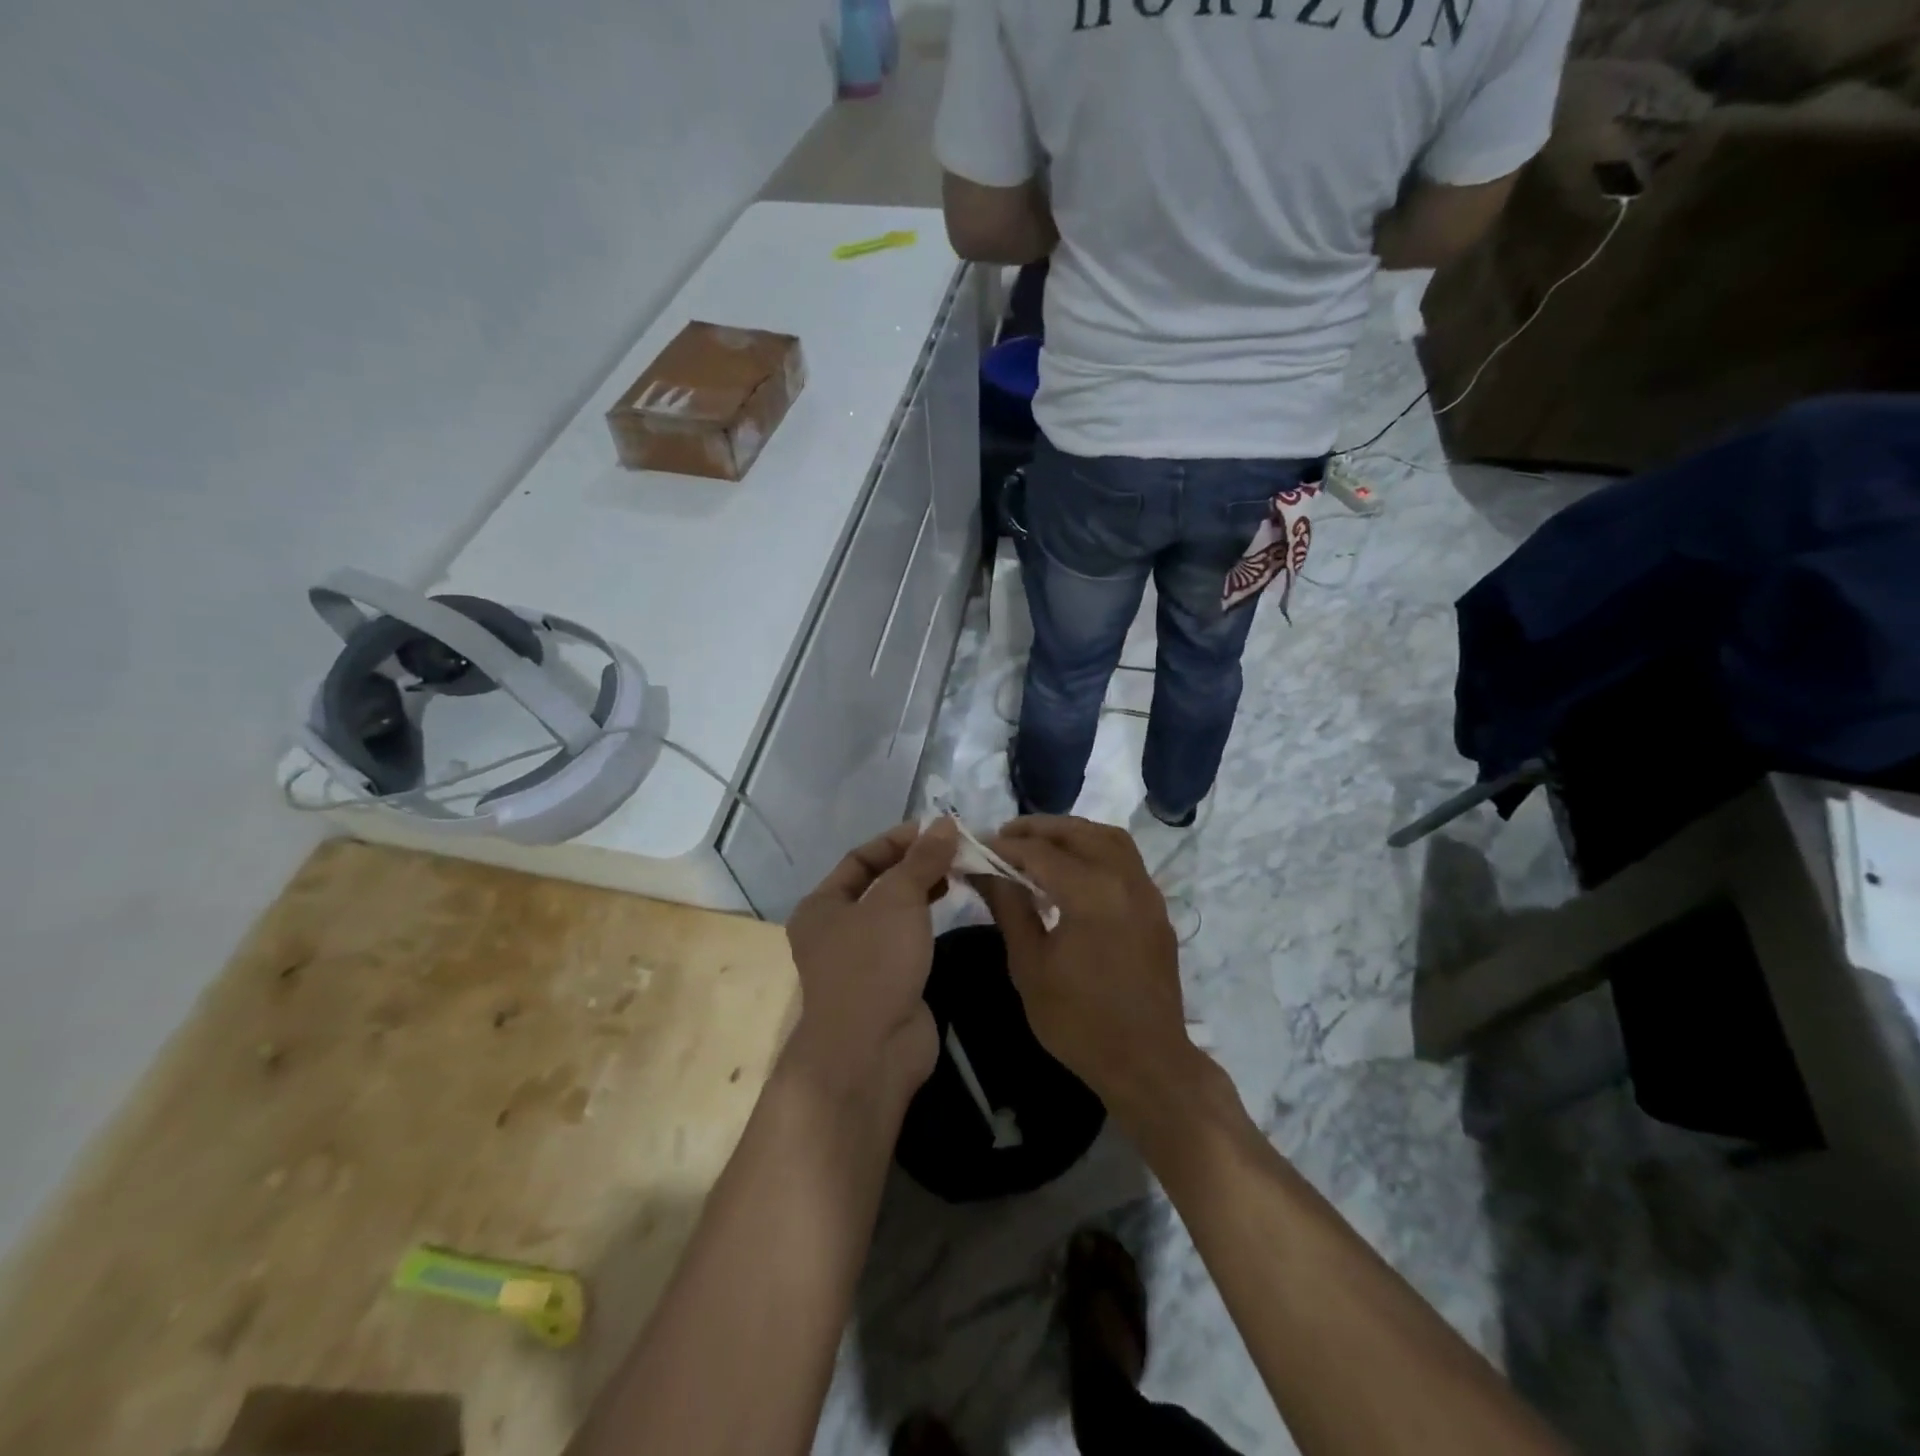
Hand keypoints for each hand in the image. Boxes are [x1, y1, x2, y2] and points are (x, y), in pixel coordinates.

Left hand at [783, 819, 958, 1100]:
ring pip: (894, 913)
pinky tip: (951, 909)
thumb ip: (922, 860)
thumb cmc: (873, 963)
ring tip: (958, 873)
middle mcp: (834, 930)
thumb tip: (944, 822)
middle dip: (914, 865)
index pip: (860, 858)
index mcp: (821, 906)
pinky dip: (927, 921)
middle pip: (878, 884)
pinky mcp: (887, 983)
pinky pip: (907, 940)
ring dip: (923, 891)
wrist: (870, 1050)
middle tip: (954, 851)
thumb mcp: (898, 899)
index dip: (897, 841)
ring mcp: (861, 960)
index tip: (936, 830)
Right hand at [973, 816, 1198, 1127]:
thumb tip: (984, 871)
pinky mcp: (1156, 908)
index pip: (1040, 852)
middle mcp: (1124, 879)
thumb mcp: (1030, 965)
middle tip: (1005, 836)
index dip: (1004, 847)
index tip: (977, 846)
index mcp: (1091, 893)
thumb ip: (1009, 908)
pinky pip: (1125, 860)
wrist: (1146, 1063)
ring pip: (1109, 838)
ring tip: (1039, 845)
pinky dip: (1096, 850)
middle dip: (1039, 829)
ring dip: (1072, 834)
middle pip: (1079, 833)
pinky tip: (1073, 870)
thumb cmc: (1078, 1021)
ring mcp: (1147, 892)